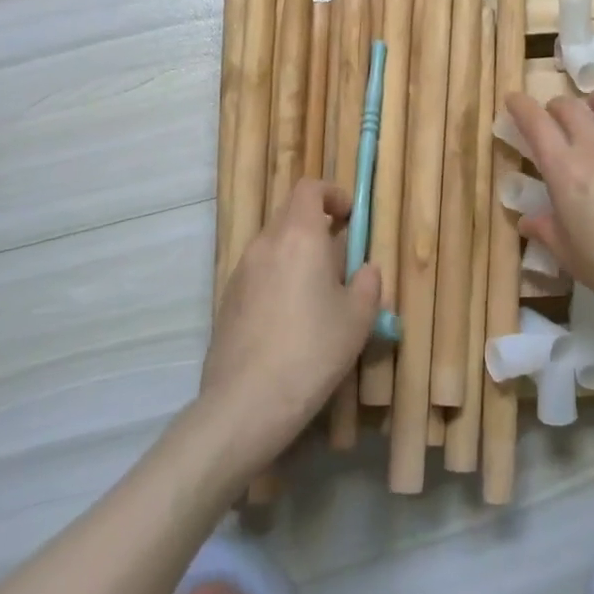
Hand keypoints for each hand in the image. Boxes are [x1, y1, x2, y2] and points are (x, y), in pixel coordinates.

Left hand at [199, 179, 380, 475]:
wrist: (246, 404)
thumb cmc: (312, 351)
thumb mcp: (358, 318)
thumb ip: (368, 283)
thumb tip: (364, 270)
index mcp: (298, 235)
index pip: (309, 188)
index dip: (332, 194)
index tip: (350, 216)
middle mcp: (265, 244)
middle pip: (290, 215)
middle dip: (317, 227)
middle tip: (340, 259)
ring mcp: (240, 272)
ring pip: (273, 246)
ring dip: (297, 255)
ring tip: (317, 294)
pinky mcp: (226, 301)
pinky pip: (258, 274)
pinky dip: (278, 279)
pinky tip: (290, 320)